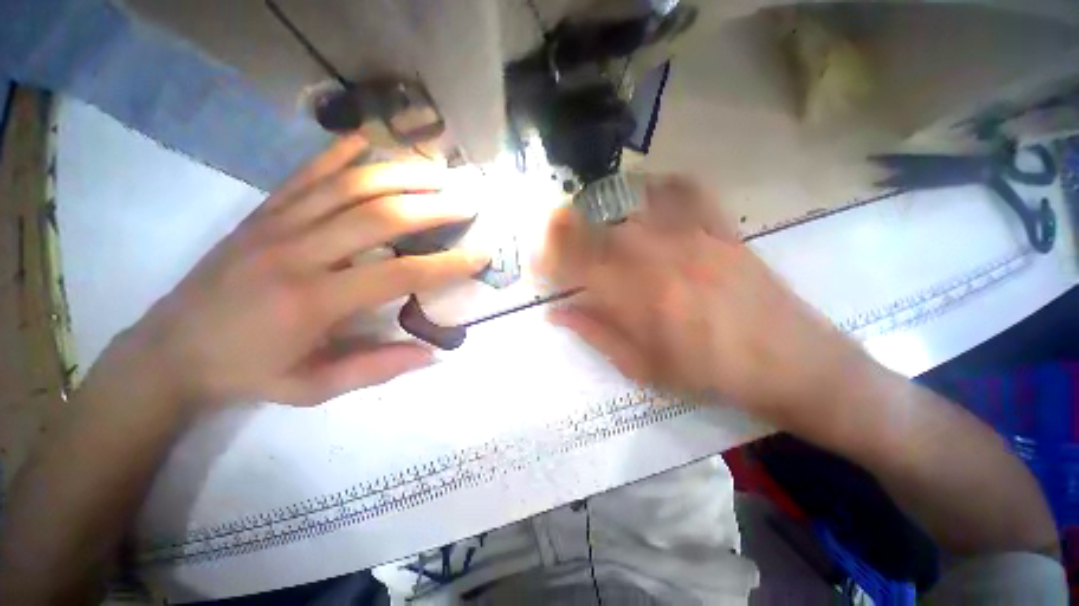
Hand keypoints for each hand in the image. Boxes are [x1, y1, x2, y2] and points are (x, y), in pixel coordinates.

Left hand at [114, 135, 487, 408]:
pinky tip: (369, 140)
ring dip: (400, 174)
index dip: (446, 265)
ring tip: (438, 171)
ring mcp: (276, 225)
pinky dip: (340, 153)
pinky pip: (306, 174)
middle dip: (432, 206)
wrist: (170, 351)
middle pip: (379, 217)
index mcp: (313, 302)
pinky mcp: (262, 213)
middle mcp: (297, 253)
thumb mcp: (314, 388)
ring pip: (348, 186)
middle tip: (468, 201)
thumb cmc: (248, 372)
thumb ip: (377, 369)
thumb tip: (433, 354)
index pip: (398, 274)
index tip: (480, 254)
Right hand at [541, 175, 865, 422]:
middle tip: (554, 243)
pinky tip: (644, 198)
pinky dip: (655, 187)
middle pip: (590, 227)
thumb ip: (594, 333)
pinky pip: (681, 189)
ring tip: (591, 225)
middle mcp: (653, 254)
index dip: (543, 259)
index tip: (535, 265)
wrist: (788, 360)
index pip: (568, 262)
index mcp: (631, 294)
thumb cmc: (708, 373)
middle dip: (560, 232)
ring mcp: (688, 233)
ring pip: (626, 204)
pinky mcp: (718, 225)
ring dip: (597, 211)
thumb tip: (554, 312)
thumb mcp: (642, 366)